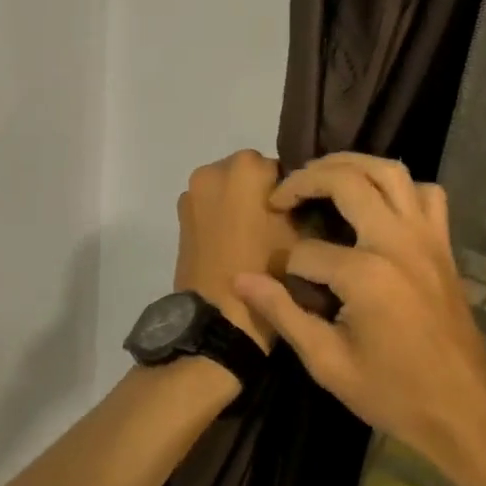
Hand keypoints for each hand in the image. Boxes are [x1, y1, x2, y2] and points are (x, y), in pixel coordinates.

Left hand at [173, 150, 295, 351]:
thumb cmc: (267, 272)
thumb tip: (304, 198)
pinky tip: (235, 244)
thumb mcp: (303, 236)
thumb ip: (305, 204)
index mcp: (246, 167)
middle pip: (250, 173)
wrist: (219, 318)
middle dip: (263, 193)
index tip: (299, 217)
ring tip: (256, 238)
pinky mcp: (180, 216)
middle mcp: (213, 170)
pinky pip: (210, 206)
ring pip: (228, 189)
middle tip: (278, 227)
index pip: (281, 168)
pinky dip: (222, 216)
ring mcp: (192, 193)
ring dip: (240, 203)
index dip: (292, 193)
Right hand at [232, 155, 485, 485]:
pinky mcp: (443, 243)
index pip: (307, 251)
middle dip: (306, 180)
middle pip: (346, 180)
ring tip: (322, 176)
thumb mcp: (327, 363)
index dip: (286, 267)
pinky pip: (426, 194)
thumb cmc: (393, 394)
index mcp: (366, 274)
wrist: (465, 412)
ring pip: (389, 171)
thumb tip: (240, 279)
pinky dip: (400, 186)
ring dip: (351, 164)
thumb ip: (282, 313)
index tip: (278, 284)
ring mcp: (426, 237)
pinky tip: (379, 201)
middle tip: (282, 195)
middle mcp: (397, 241)